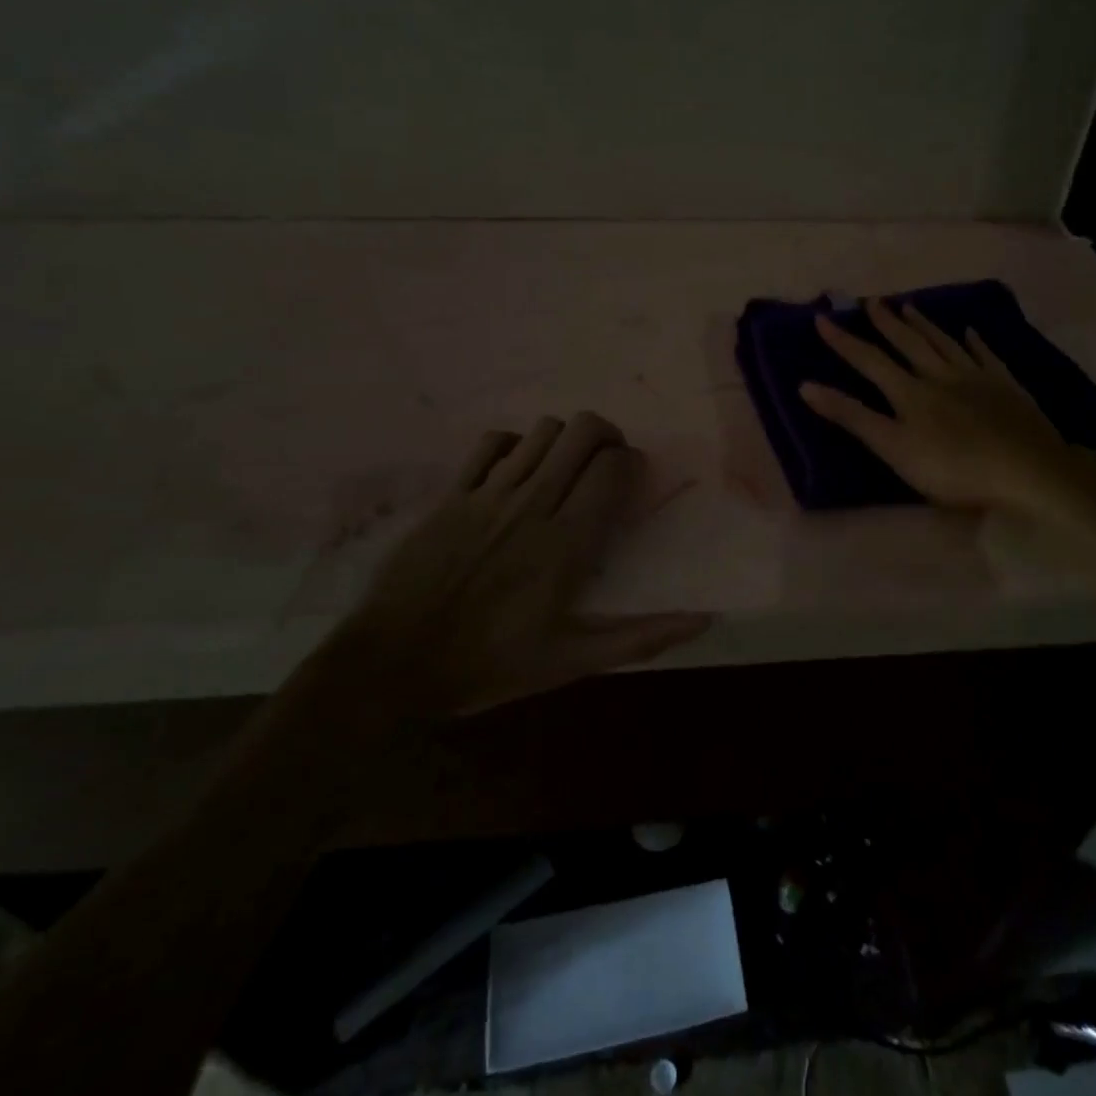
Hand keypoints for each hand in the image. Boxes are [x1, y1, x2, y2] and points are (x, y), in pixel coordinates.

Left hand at [318, 412, 709, 720]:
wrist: (391, 663)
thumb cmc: (488, 664)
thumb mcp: (571, 662)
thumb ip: (640, 638)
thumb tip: (704, 620)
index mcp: (566, 543)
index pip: (613, 468)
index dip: (631, 463)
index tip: (630, 482)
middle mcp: (533, 504)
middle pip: (582, 431)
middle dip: (606, 436)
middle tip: (605, 463)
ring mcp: (489, 493)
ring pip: (542, 431)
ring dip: (563, 441)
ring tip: (563, 468)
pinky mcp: (453, 492)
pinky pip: (493, 442)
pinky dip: (514, 445)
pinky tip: (516, 471)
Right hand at [800, 298, 1080, 514]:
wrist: (1026, 470)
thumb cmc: (953, 468)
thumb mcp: (893, 448)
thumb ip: (852, 417)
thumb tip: (805, 386)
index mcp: (910, 392)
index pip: (869, 361)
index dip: (844, 341)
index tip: (823, 318)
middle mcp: (940, 375)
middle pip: (909, 343)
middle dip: (887, 323)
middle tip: (872, 301)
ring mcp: (976, 378)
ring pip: (945, 343)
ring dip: (924, 324)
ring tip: (909, 305)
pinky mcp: (1006, 387)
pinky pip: (986, 355)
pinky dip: (975, 341)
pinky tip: (971, 331)